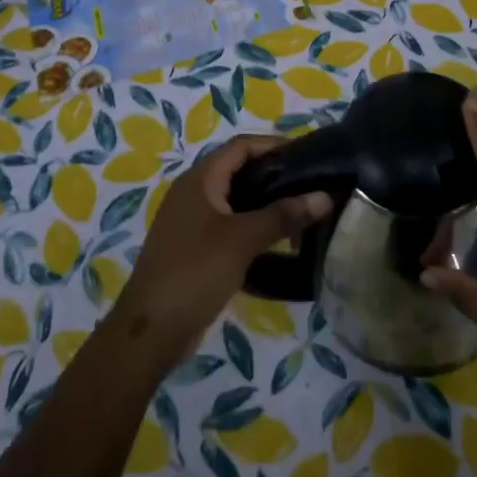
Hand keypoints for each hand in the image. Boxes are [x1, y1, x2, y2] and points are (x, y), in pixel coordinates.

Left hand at [110, 135, 332, 368]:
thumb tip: (325, 196)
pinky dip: (254, 228)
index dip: (273, 145)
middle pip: (239, 171)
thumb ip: (283, 215)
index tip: (308, 155)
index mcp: (199, 179)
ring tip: (301, 214)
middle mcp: (193, 193)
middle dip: (275, 176)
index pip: (241, 146)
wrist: (151, 331)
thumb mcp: (242, 240)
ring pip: (236, 201)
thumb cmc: (194, 272)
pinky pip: (230, 226)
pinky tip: (279, 244)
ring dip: (266, 205)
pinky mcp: (195, 248)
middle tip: (310, 185)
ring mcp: (192, 222)